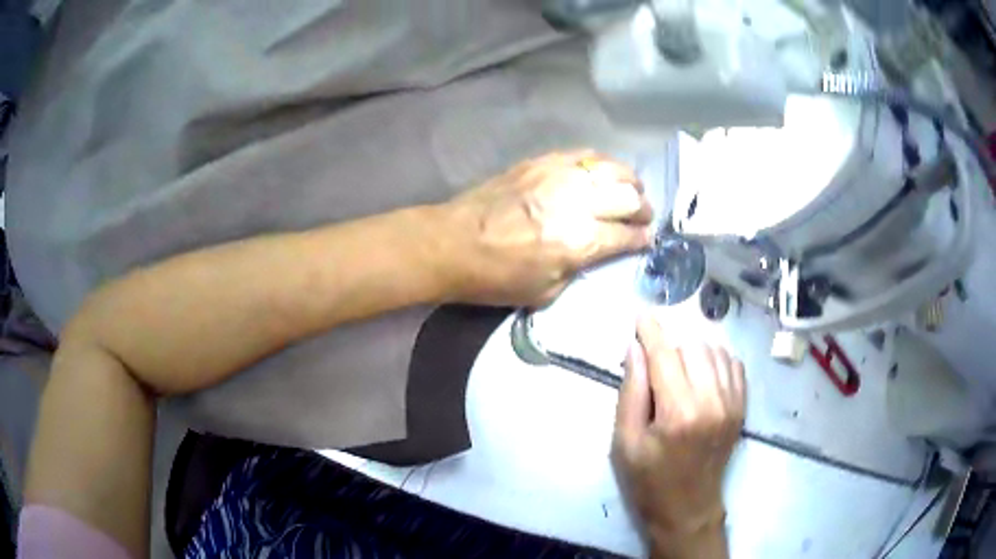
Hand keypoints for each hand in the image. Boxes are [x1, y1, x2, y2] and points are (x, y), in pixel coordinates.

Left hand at [437, 150, 652, 306]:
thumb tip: (598, 250)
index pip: (627, 234)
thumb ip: (580, 267)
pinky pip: (584, 154)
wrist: (453, 243)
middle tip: (642, 218)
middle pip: (629, 197)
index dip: (643, 238)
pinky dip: (602, 163)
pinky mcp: (541, 161)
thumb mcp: (546, 291)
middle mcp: (577, 202)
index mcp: (580, 241)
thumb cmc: (496, 277)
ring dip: (629, 181)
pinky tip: (602, 173)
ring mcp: (559, 175)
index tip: (647, 240)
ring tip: (631, 191)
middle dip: (643, 209)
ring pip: (612, 168)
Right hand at [612, 316, 744, 558]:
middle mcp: (711, 402)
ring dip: (692, 350)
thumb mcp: (625, 442)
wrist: (687, 509)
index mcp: (678, 413)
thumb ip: (631, 392)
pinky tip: (701, 372)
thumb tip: (634, 348)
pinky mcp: (741, 408)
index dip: (651, 330)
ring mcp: (731, 404)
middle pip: (692, 346)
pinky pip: (734, 364)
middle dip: (669, 344)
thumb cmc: (648, 481)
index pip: (665, 355)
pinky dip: (716, 359)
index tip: (640, 314)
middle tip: (653, 360)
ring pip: (715, 351)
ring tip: (676, 367)